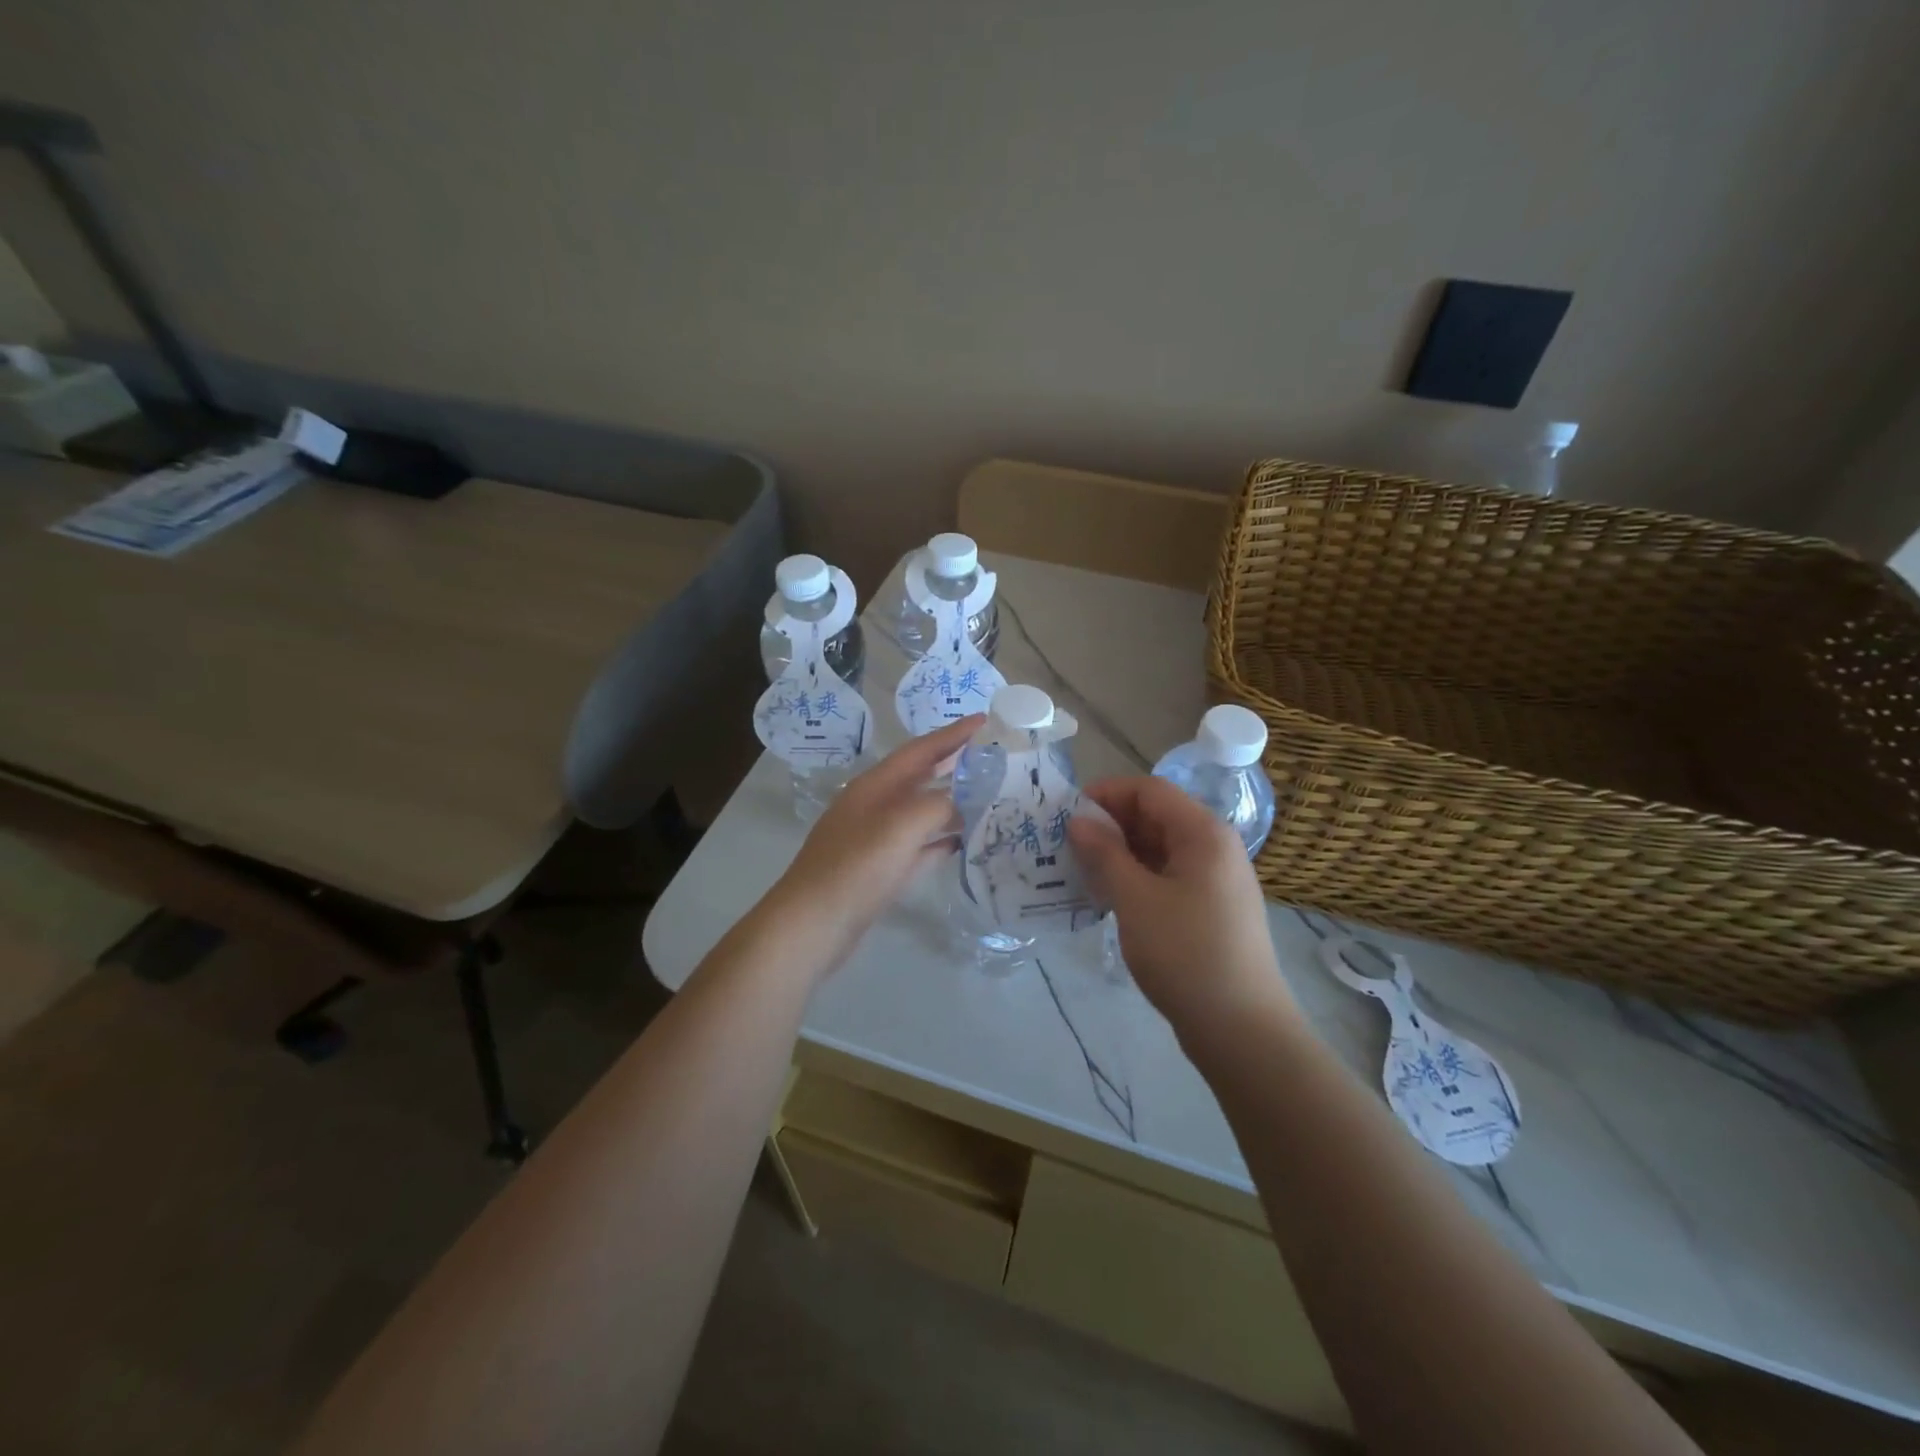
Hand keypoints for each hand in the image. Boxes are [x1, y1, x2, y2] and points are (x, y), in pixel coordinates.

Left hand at [768, 716, 982, 967]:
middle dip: (952, 764)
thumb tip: (962, 803)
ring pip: (920, 812)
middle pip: (920, 777)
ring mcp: (875, 839)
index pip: (920, 751)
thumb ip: (937, 806)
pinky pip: (917, 846)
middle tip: (990, 756)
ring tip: (986, 797)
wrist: (813, 925)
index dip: (952, 735)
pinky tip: (962, 843)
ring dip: (950, 802)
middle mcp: (874, 806)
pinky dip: (939, 840)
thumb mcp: (900, 827)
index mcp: (875, 787)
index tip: (984, 720)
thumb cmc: (856, 868)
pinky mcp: (879, 870)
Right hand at [1067, 776, 1291, 1036]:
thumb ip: (1104, 853)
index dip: (1106, 793)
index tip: (1066, 814)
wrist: (1241, 1028)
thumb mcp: (1135, 899)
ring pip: (1159, 849)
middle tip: (1067, 845)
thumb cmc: (1186, 953)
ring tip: (1080, 871)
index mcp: (1203, 833)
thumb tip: (1078, 821)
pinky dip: (1137, 878)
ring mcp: (1216, 880)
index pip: (1149, 790)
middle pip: (1156, 817)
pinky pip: (1167, 876)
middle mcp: (1214, 847)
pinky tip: (1108, 897)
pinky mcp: (1211, 908)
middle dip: (1110, 824)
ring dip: (1120, 854)